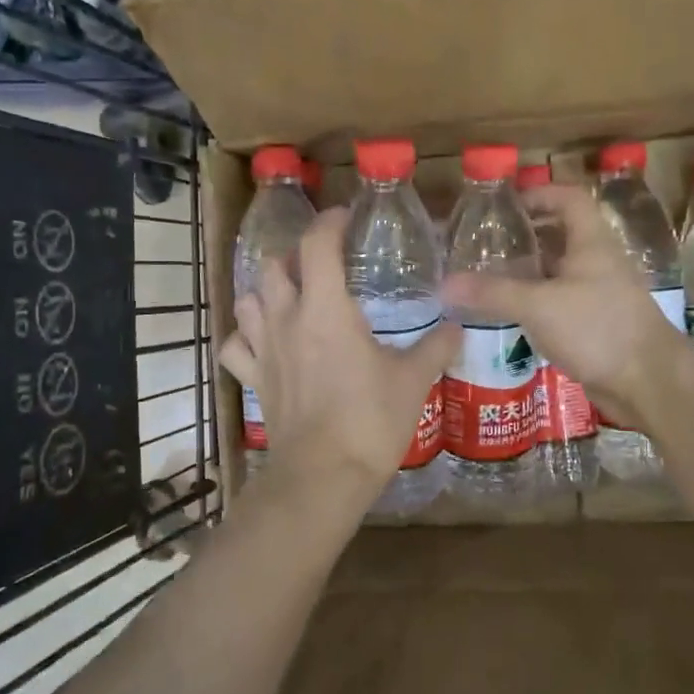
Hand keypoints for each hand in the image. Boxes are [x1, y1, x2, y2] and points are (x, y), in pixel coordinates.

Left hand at [219, 207, 458, 501]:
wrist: (324, 475)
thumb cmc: (370, 420)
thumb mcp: (413, 381)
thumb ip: (435, 348)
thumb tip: (457, 328)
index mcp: (326, 308)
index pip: (317, 244)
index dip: (330, 222)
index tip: (346, 218)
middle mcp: (286, 319)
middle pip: (273, 265)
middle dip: (294, 255)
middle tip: (320, 263)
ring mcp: (264, 349)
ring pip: (247, 300)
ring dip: (265, 291)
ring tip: (288, 296)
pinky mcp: (254, 379)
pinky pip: (236, 346)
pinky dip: (245, 337)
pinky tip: (262, 342)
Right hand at [440, 183, 687, 428]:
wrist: (648, 381)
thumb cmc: (597, 328)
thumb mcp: (538, 305)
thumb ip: (491, 293)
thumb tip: (444, 284)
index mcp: (591, 243)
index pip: (570, 199)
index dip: (541, 194)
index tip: (508, 205)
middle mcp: (598, 262)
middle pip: (562, 235)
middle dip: (527, 236)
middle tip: (489, 244)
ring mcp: (600, 294)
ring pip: (560, 272)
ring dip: (530, 271)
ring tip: (491, 277)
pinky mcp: (598, 324)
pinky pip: (562, 302)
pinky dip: (538, 301)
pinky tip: (513, 314)